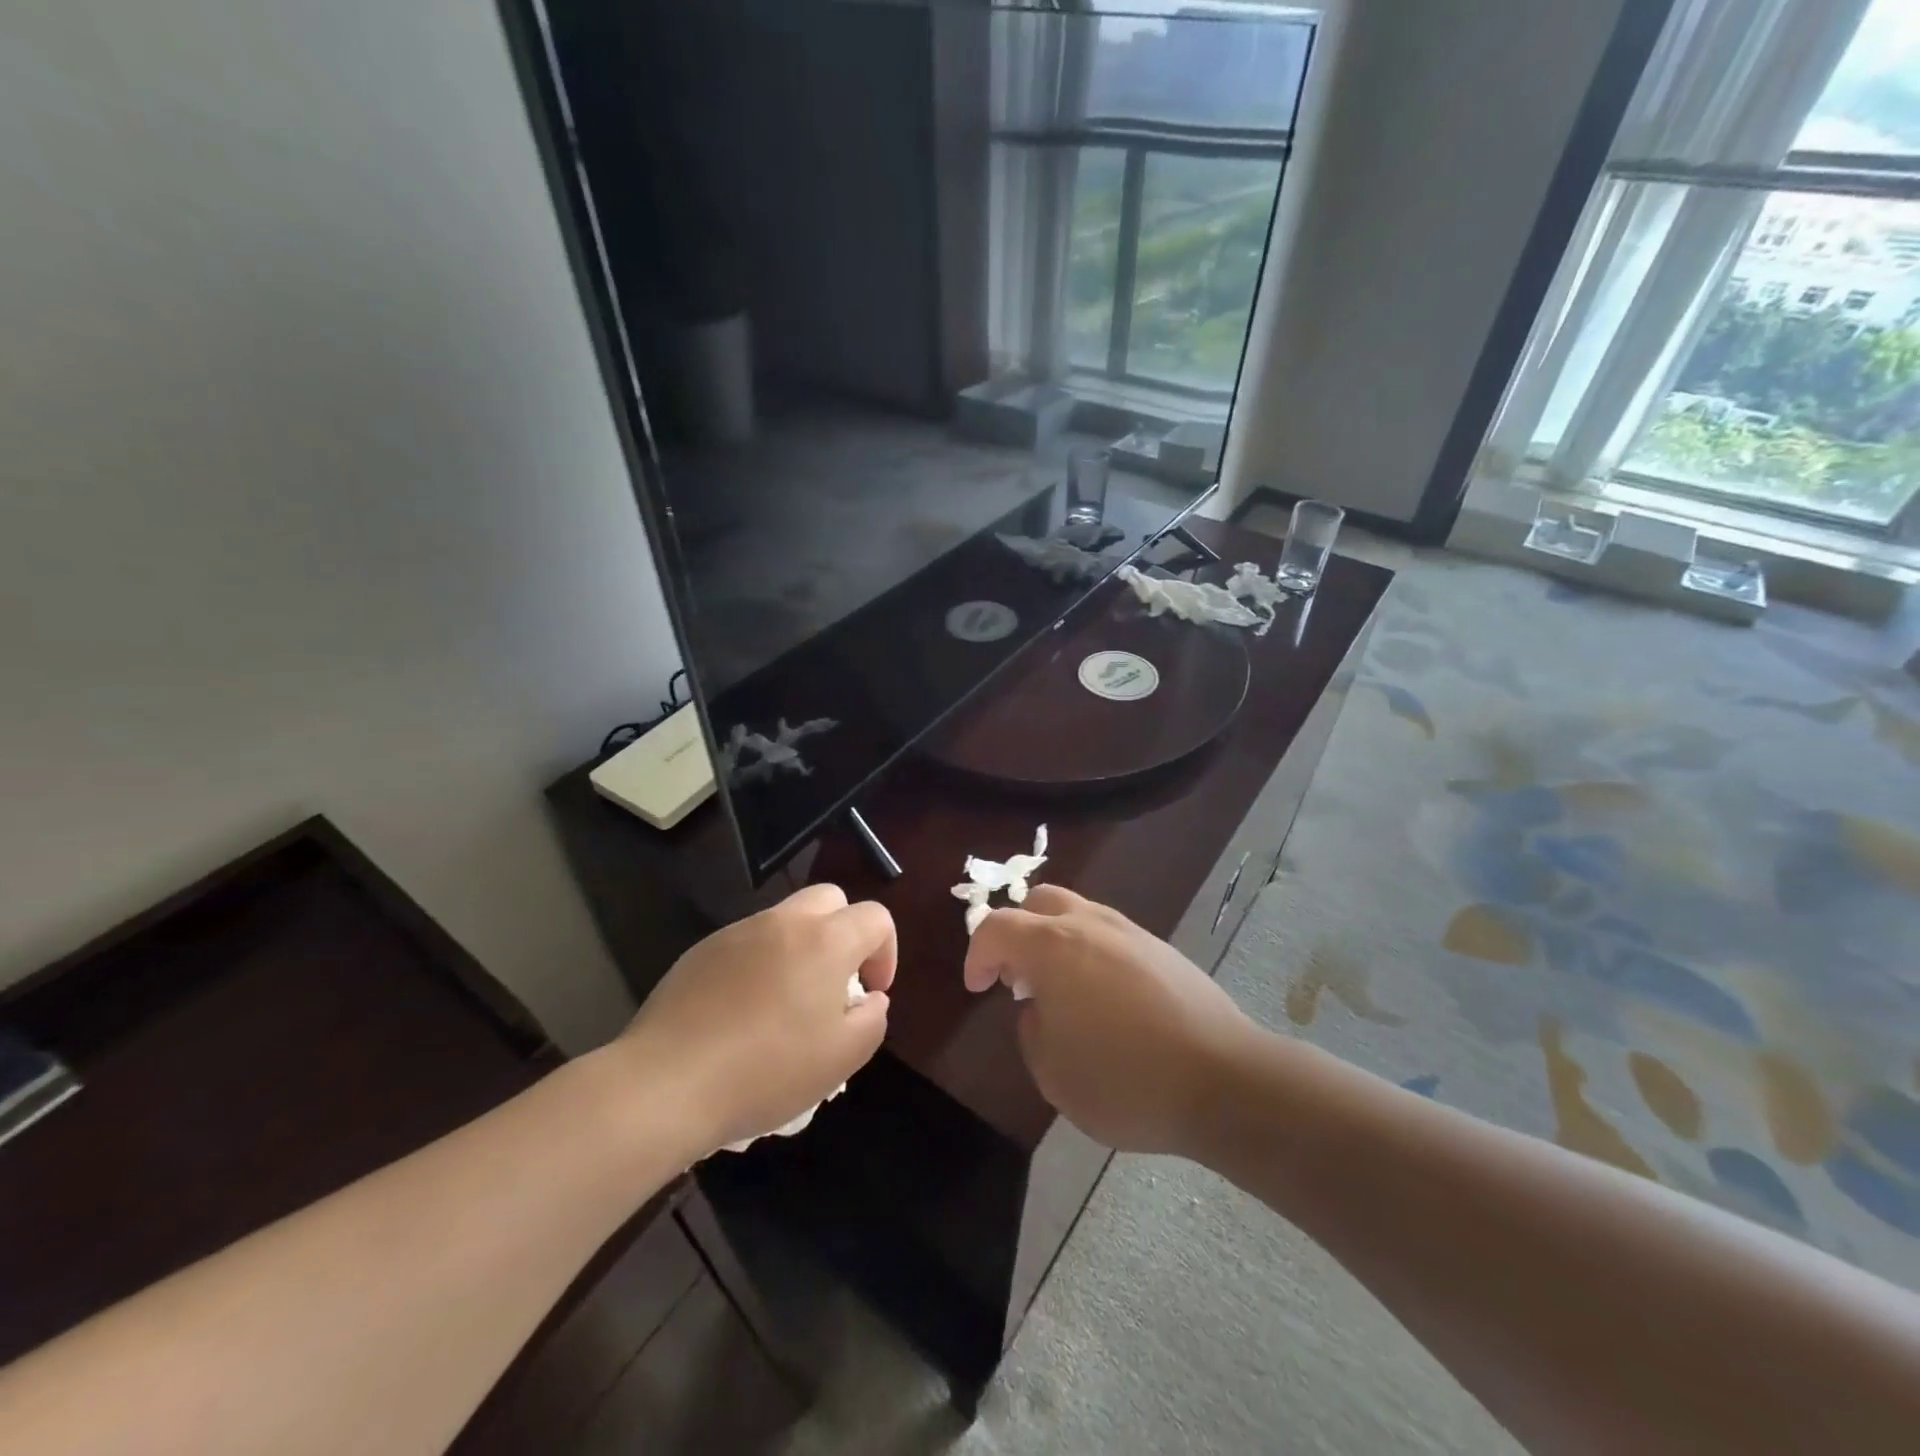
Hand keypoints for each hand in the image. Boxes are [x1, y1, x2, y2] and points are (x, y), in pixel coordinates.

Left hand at [619, 884, 893, 1156]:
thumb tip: (869, 999)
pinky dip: (760, 963)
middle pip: (830, 899)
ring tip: (788, 1002)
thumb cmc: (766, 1072)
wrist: (666, 1084)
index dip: (886, 951)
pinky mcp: (701, 951)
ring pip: (786, 919)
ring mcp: (738, 932)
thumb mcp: (841, 1059)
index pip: (875, 917)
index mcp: (825, 941)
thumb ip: (872, 1020)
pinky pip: (747, 942)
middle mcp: (783, 922)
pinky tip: (744, 1012)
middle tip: (836, 983)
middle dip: (845, 932)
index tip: (871, 993)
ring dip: (801, 947)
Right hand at [964, 886, 1253, 1154]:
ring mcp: (1130, 932)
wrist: (1223, 1079)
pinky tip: (1104, 999)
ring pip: (1079, 914)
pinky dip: (1091, 953)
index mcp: (1052, 947)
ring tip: (1061, 991)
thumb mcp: (1053, 1074)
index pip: (997, 927)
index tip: (978, 987)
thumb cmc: (1125, 1080)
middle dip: (1018, 932)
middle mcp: (1089, 925)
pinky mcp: (1162, 949)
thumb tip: (1040, 1009)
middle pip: (1040, 902)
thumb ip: (1032, 1031)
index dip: (978, 954)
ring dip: (1057, 941)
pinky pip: (1110, 935)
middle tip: (1017, 977)